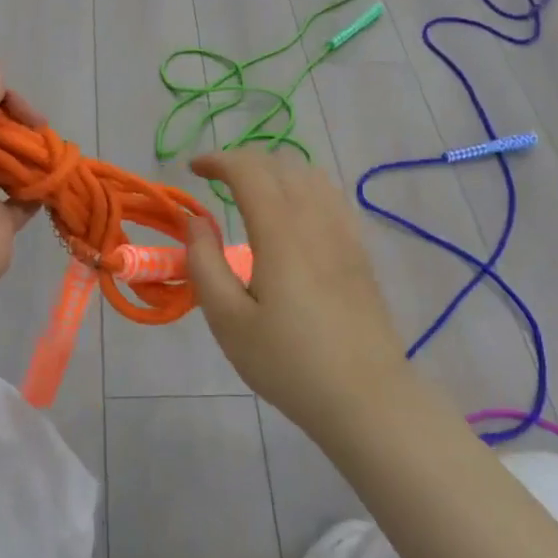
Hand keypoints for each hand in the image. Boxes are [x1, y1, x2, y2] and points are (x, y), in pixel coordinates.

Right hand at [184, 150, 414, 434]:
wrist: (365, 397)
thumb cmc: (288, 363)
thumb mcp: (228, 322)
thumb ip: (205, 264)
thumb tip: (195, 222)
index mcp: (281, 232)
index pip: (249, 170)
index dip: (217, 160)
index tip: (192, 168)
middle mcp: (316, 220)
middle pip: (281, 163)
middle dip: (243, 161)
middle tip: (216, 181)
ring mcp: (344, 233)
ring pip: (311, 175)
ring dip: (275, 170)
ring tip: (251, 192)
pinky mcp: (359, 251)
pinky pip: (331, 196)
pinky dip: (303, 186)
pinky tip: (293, 214)